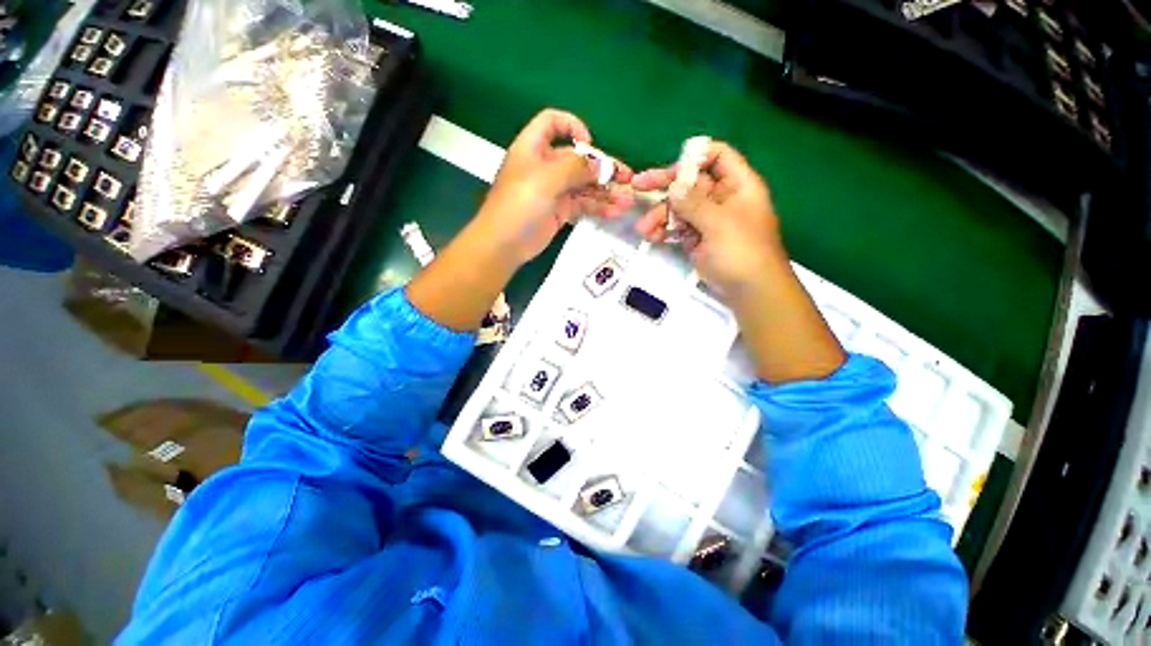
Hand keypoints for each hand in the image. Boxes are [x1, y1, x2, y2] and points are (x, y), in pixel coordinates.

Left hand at [474, 109, 633, 267]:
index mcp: (534, 147)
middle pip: (578, 159)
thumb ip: (576, 168)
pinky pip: (583, 204)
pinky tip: (615, 211)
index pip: (553, 123)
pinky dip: (599, 207)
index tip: (589, 144)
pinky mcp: (560, 211)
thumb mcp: (546, 178)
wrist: (504, 244)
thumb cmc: (519, 204)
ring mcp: (554, 190)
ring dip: (606, 191)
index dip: (572, 127)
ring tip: (627, 200)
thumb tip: (602, 166)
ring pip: (585, 185)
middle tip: (627, 178)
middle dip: (603, 167)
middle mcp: (545, 166)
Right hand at [631, 141, 782, 299]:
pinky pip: (677, 228)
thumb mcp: (720, 223)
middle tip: (638, 185)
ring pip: (679, 208)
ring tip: (643, 228)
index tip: (672, 169)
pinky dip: (664, 231)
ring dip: (660, 215)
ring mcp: (707, 220)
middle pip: (690, 183)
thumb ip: (694, 203)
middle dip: (665, 186)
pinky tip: (651, 236)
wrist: (749, 290)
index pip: (718, 156)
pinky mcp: (696, 239)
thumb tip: (673, 186)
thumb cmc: (743, 251)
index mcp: (737, 185)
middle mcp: (721, 198)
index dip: (695, 157)